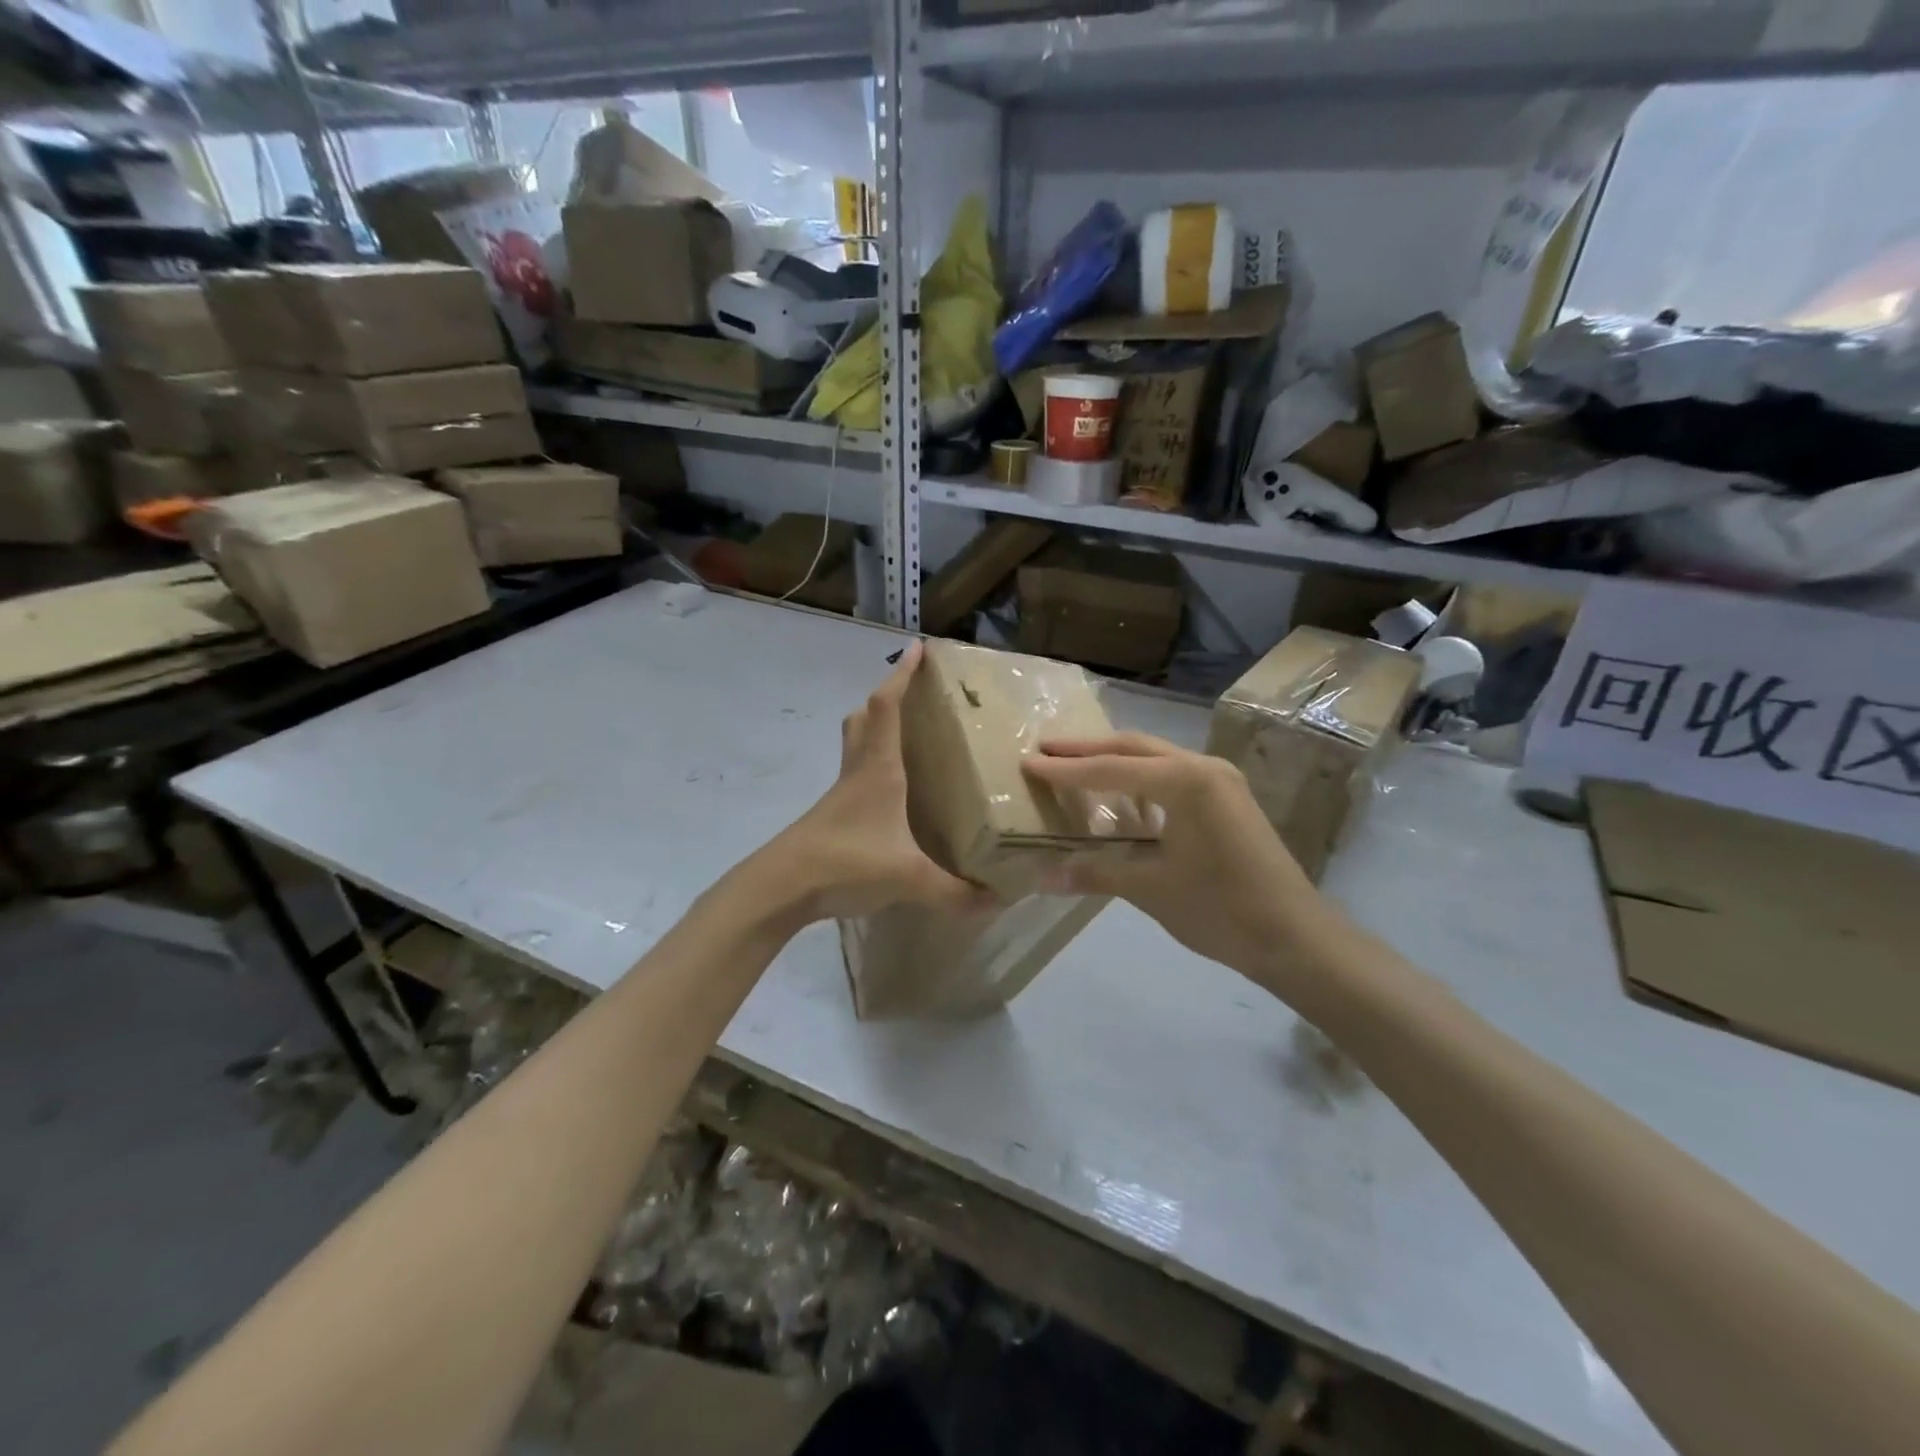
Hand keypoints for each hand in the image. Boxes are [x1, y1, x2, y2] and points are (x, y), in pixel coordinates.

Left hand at [765, 641, 985, 921]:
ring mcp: (840, 793)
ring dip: (874, 727)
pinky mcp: (832, 814)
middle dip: (887, 696)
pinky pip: (854, 774)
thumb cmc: (846, 863)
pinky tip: (891, 792)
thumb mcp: (909, 878)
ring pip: (855, 743)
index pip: (887, 707)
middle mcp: (858, 771)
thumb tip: (999, 901)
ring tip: (905, 733)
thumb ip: (955, 892)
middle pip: (864, 717)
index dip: (902, 675)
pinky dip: (871, 764)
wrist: (782, 887)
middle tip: (913, 692)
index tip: (918, 647)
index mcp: (879, 769)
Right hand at [1023, 733, 1326, 979]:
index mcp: (1185, 781)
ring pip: (1155, 758)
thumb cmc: (1221, 909)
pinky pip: (1173, 775)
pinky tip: (1122, 796)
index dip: (1065, 770)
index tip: (1027, 762)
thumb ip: (1096, 872)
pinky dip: (1140, 779)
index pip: (1110, 769)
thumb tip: (1042, 876)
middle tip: (1044, 749)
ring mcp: (1221, 780)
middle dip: (1086, 749)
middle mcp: (1203, 767)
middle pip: (1133, 748)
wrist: (1295, 937)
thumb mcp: (1151, 889)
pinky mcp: (1229, 798)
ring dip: (1113, 760)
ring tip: (1074, 765)